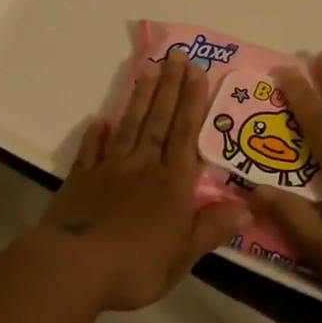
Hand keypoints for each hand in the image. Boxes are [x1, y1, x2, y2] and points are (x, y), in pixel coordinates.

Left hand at [30, 49, 248, 311]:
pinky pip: (91, 151)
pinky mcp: (81, 180)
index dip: (192, 102)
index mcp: (171, 184)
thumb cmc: (135, 266)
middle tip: (176, 54)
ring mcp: (109, 170)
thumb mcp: (183, 255)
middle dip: (170, 87)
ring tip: (148, 69)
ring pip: (130, 127)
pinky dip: (96, 135)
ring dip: (140, 98)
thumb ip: (212, 228)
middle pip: (159, 121)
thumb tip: (249, 207)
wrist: (73, 268)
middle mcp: (143, 167)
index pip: (185, 134)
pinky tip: (99, 120)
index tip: (196, 71)